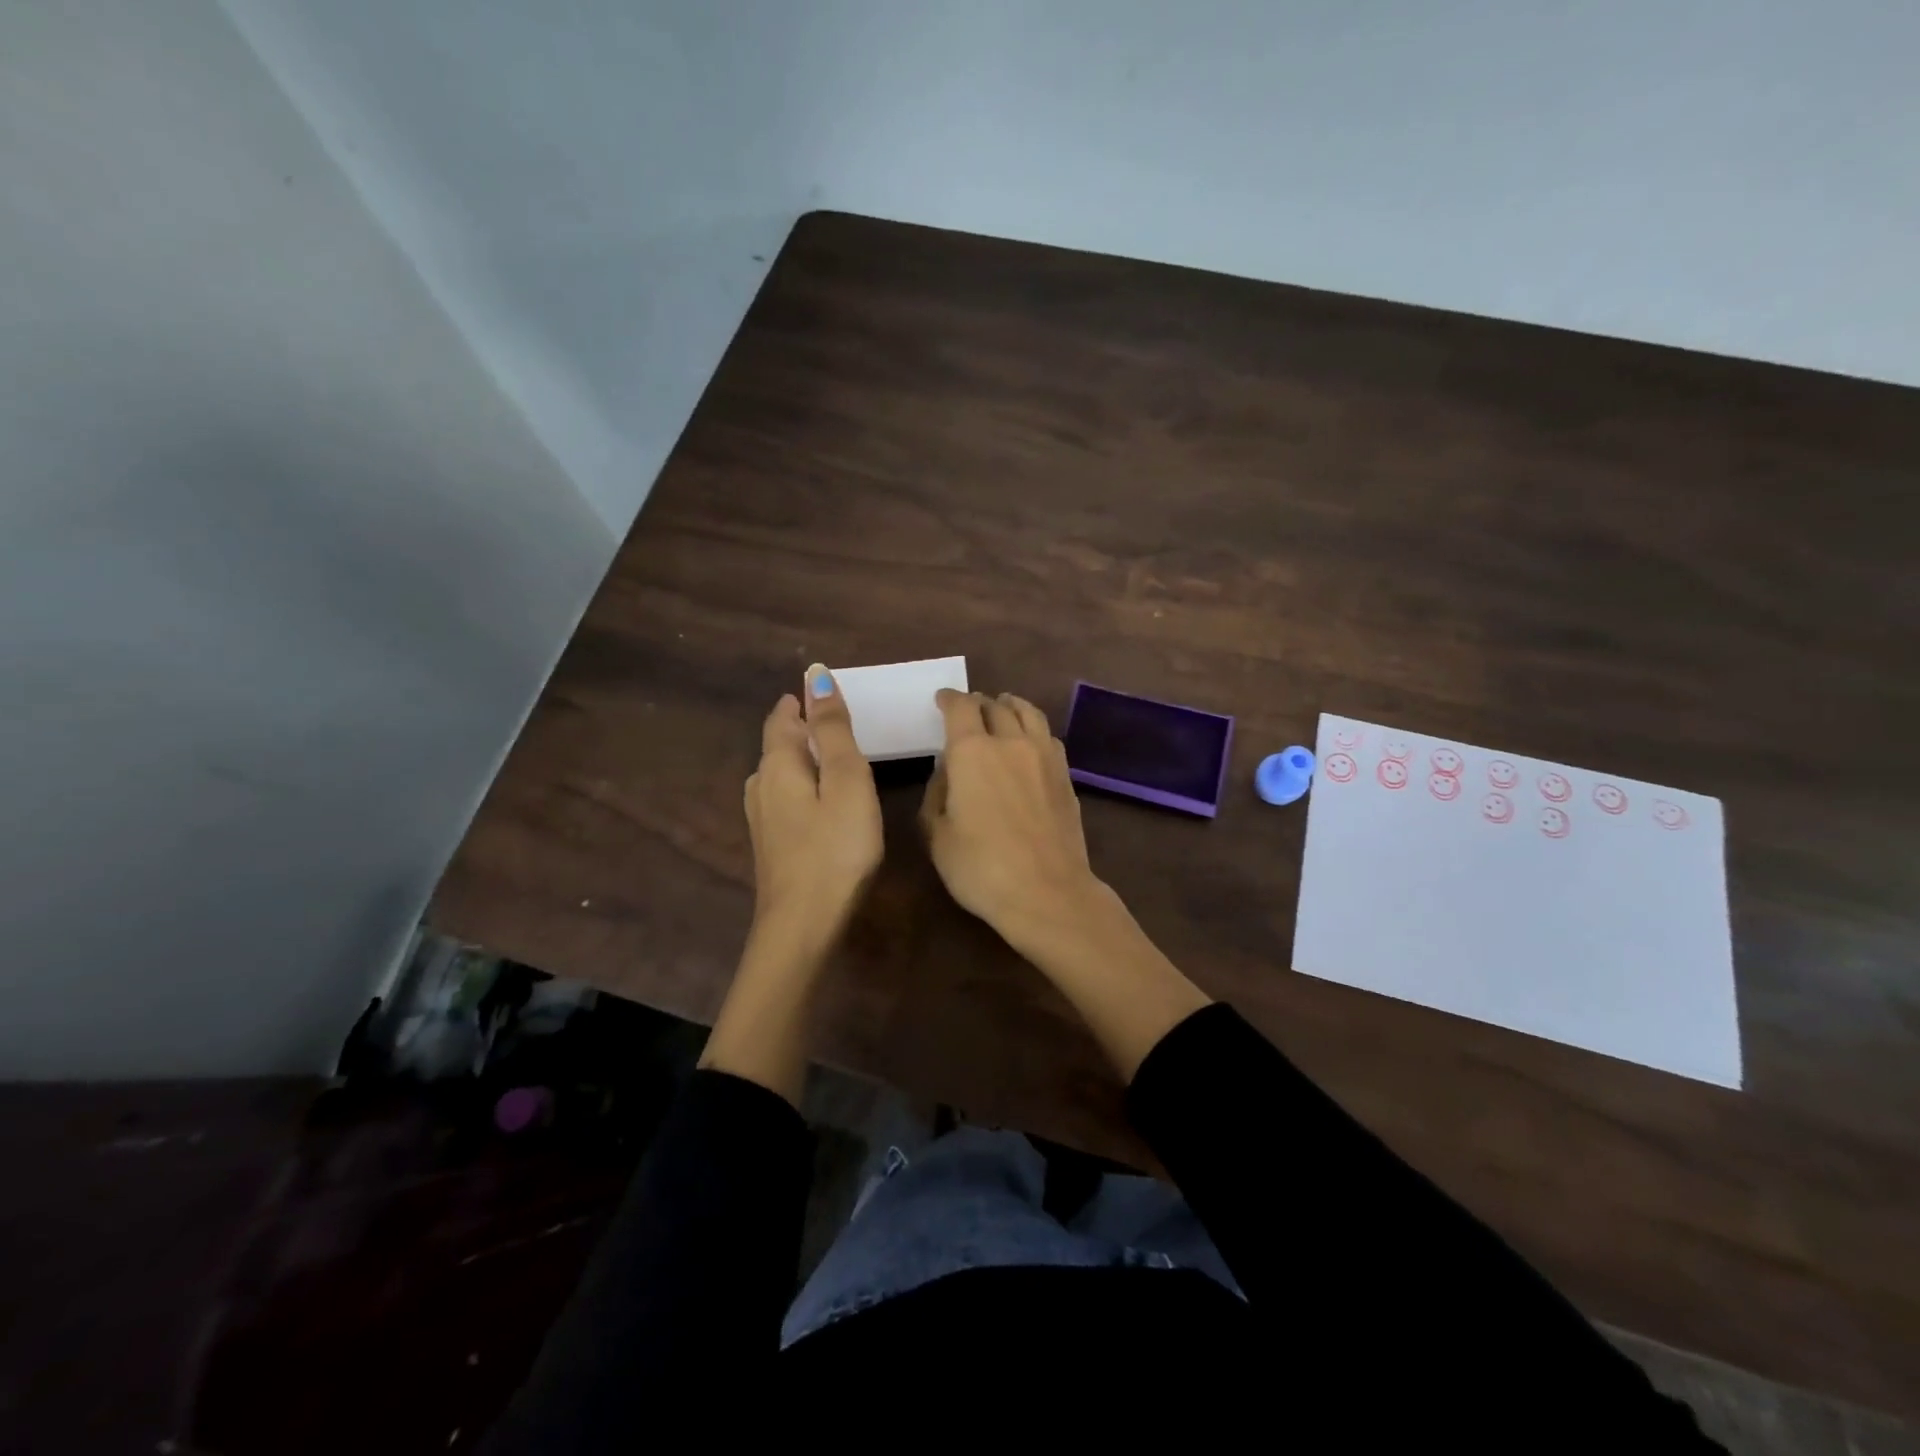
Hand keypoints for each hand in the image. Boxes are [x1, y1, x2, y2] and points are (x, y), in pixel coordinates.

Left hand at [744, 664, 883, 943]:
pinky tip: (822, 802)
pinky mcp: (772, 846)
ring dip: (804, 759)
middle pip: (779, 744)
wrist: (804, 924)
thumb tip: (815, 675)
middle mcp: (761, 786)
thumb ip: (834, 729)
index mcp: (778, 764)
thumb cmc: (835, 848)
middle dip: (803, 728)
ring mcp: (763, 820)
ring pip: (781, 774)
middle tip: (840, 722)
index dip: (803, 701)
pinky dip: (804, 787)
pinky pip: (786, 799)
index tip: (829, 692)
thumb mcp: (845, 781)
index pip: (784, 717)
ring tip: (835, 758)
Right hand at [919, 690, 1105, 947]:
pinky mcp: (1065, 776)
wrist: (1047, 892)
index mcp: (972, 752)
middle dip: (978, 702)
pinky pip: (1048, 737)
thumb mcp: (937, 836)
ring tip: (1003, 706)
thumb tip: (948, 772)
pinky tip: (1031, 740)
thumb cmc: (981, 868)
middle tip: (969, 707)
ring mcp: (1044, 757)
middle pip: (995, 706)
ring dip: (1011, 705)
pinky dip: (1034, 729)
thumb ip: (936, 795)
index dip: (949, 699)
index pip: (960, 708)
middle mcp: (1010, 742)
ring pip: (1028, 713)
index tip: (942, 700)